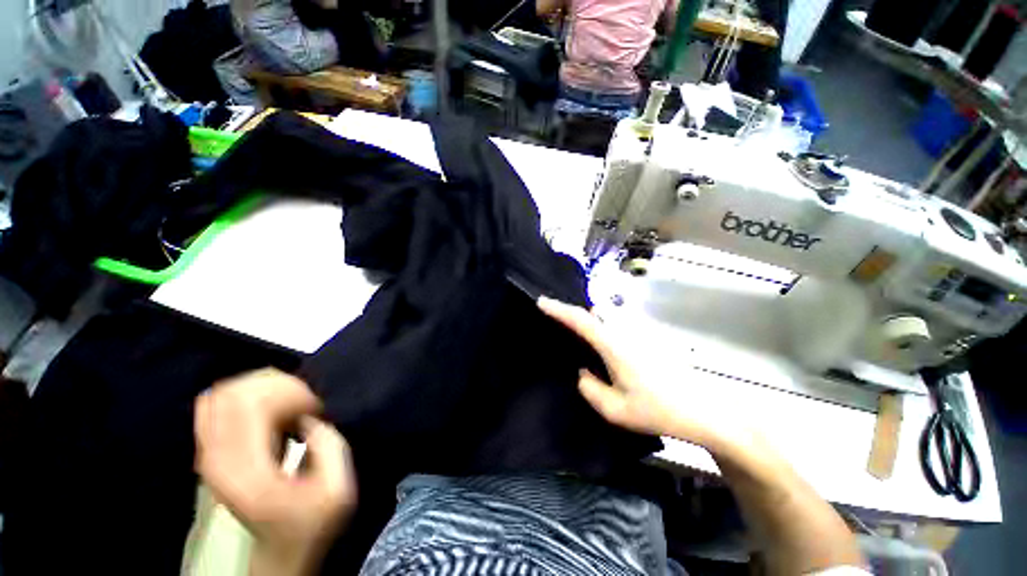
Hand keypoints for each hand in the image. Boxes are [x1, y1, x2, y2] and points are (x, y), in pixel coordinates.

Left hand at [194, 369, 355, 574]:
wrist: (281, 547)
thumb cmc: (311, 520)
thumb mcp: (337, 489)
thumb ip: (329, 445)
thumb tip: (310, 415)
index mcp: (246, 471)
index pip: (250, 403)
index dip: (291, 393)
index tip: (317, 408)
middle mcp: (216, 459)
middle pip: (233, 392)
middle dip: (279, 386)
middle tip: (307, 403)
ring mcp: (208, 454)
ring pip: (224, 393)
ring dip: (266, 390)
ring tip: (293, 406)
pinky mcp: (211, 451)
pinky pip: (219, 404)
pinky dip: (251, 398)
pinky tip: (275, 412)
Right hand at [538, 297, 758, 453]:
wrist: (704, 409)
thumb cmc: (659, 411)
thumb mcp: (616, 411)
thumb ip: (590, 389)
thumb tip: (583, 373)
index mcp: (614, 346)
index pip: (581, 320)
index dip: (559, 309)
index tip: (541, 301)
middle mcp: (625, 332)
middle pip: (592, 314)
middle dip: (570, 312)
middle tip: (552, 318)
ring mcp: (638, 332)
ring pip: (605, 318)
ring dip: (586, 320)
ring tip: (572, 332)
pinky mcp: (646, 338)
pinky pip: (615, 325)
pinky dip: (601, 327)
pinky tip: (599, 345)